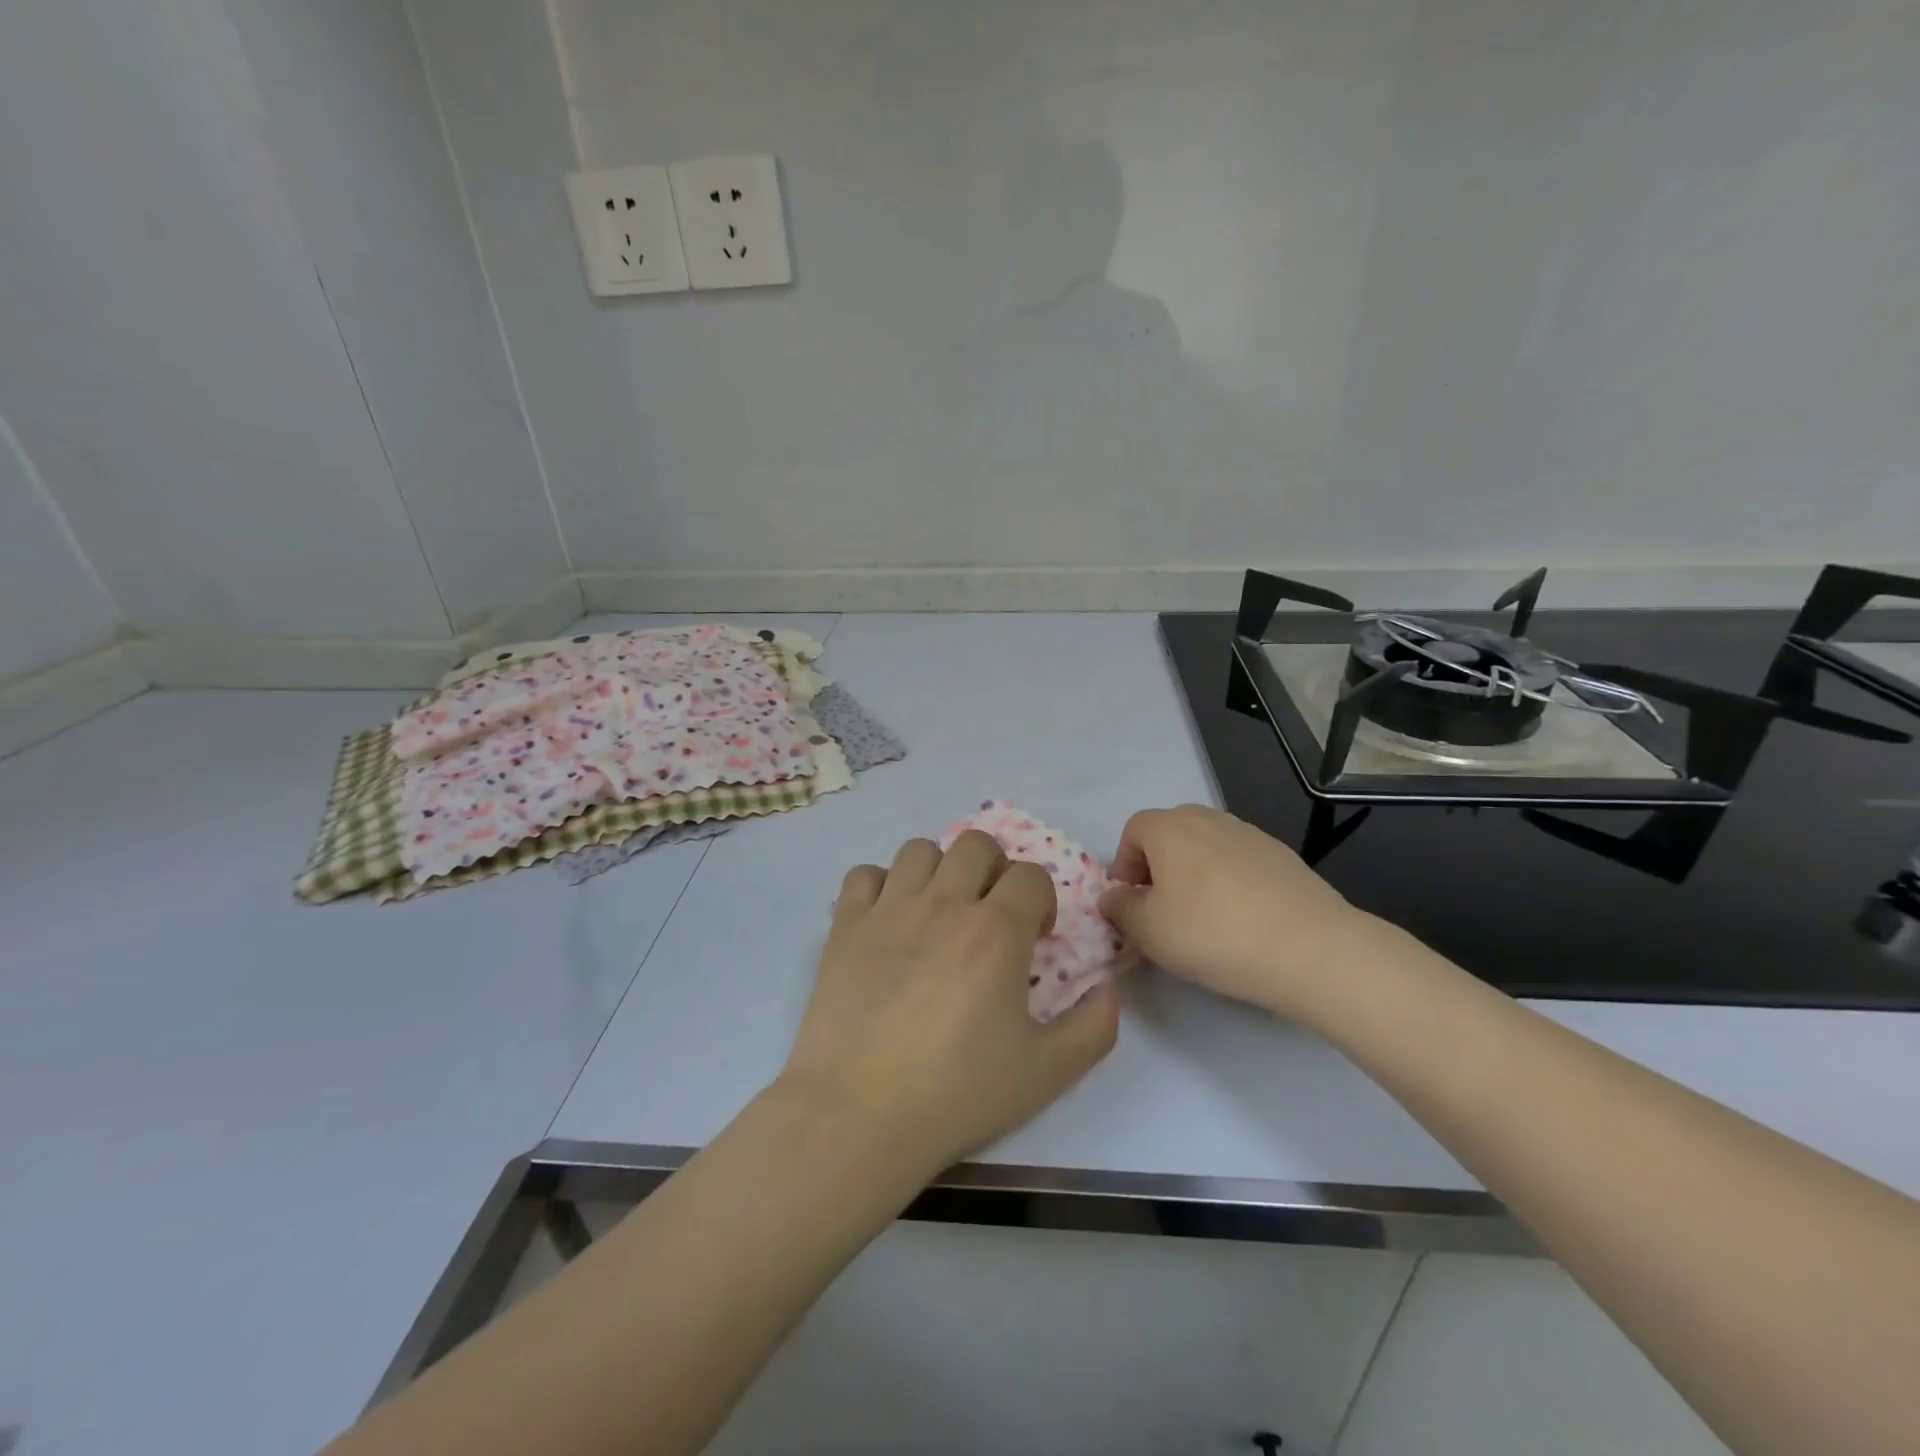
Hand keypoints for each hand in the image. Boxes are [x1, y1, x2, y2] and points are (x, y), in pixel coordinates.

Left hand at [781, 831, 1119, 1176]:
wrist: (860, 1115)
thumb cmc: (957, 1093)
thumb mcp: (1047, 1073)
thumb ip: (1093, 1029)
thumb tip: (1110, 992)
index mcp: (996, 931)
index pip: (1030, 875)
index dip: (1041, 900)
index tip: (1033, 938)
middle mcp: (944, 904)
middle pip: (976, 844)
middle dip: (993, 870)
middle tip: (989, 914)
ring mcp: (889, 909)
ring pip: (920, 849)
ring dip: (938, 870)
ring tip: (938, 911)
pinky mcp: (845, 926)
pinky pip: (864, 875)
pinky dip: (880, 887)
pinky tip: (887, 922)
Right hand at [1099, 805, 1380, 1018]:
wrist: (1310, 948)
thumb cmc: (1212, 933)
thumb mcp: (1148, 931)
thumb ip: (1120, 909)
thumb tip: (1114, 897)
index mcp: (1169, 828)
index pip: (1132, 831)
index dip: (1124, 865)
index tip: (1131, 902)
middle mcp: (1208, 818)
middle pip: (1170, 834)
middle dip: (1159, 867)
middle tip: (1163, 909)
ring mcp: (1250, 834)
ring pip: (1207, 847)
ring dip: (1195, 874)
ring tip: (1205, 918)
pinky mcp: (1282, 856)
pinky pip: (1239, 862)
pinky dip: (1231, 882)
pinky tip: (1243, 920)